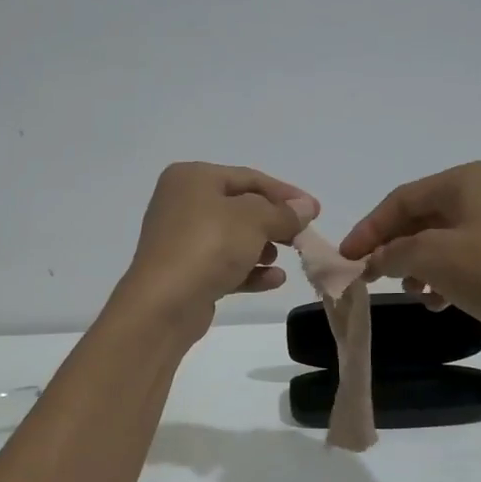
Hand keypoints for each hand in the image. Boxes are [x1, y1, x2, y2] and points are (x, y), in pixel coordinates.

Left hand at [116, 163, 318, 336]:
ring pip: (232, 238)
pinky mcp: (185, 272)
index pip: (248, 177)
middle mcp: (182, 203)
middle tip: (303, 236)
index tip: (315, 210)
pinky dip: (249, 270)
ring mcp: (181, 240)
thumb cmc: (208, 246)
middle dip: (274, 223)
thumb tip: (306, 207)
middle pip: (240, 208)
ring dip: (262, 247)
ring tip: (285, 258)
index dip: (285, 193)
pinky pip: (223, 265)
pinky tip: (274, 280)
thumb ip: (283, 212)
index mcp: (192, 178)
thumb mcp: (254, 220)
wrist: (164, 303)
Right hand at [339, 161, 480, 343]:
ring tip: (413, 292)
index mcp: (467, 179)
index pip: (402, 199)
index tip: (347, 258)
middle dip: (395, 248)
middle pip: (423, 217)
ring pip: (445, 238)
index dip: (369, 229)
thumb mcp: (433, 258)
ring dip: (420, 265)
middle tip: (373, 276)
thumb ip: (393, 253)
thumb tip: (375, 258)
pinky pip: (469, 253)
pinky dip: (447, 273)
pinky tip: (441, 300)